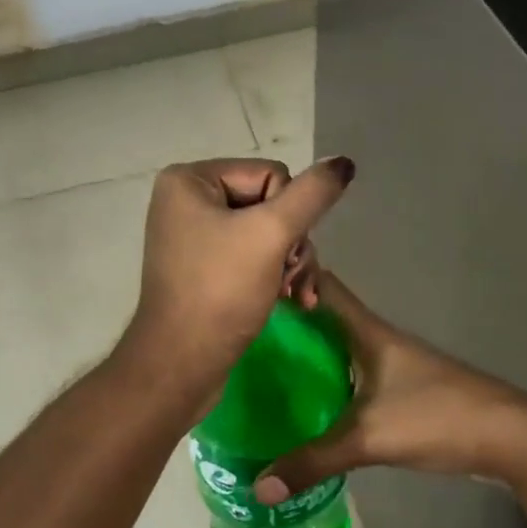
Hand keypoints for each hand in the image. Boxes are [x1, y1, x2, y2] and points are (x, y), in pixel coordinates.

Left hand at [120, 155, 355, 395]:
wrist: (182, 366)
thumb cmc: (221, 293)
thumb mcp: (271, 235)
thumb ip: (312, 194)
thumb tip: (344, 161)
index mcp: (190, 180)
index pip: (271, 175)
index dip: (288, 214)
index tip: (280, 252)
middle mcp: (187, 201)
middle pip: (271, 204)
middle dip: (291, 244)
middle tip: (294, 279)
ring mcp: (195, 236)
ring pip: (268, 233)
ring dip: (291, 264)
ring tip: (298, 296)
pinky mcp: (204, 268)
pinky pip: (252, 256)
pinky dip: (275, 276)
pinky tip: (292, 301)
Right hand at [253, 273, 526, 503]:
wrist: (510, 437)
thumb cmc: (437, 416)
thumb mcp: (370, 438)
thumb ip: (314, 461)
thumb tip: (259, 486)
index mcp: (368, 332)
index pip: (323, 286)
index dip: (289, 278)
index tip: (248, 289)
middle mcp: (377, 340)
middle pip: (325, 318)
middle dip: (288, 324)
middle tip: (243, 339)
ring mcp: (392, 366)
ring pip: (339, 349)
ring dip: (307, 356)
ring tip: (263, 372)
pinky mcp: (402, 391)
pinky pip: (353, 377)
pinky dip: (328, 384)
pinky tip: (308, 408)